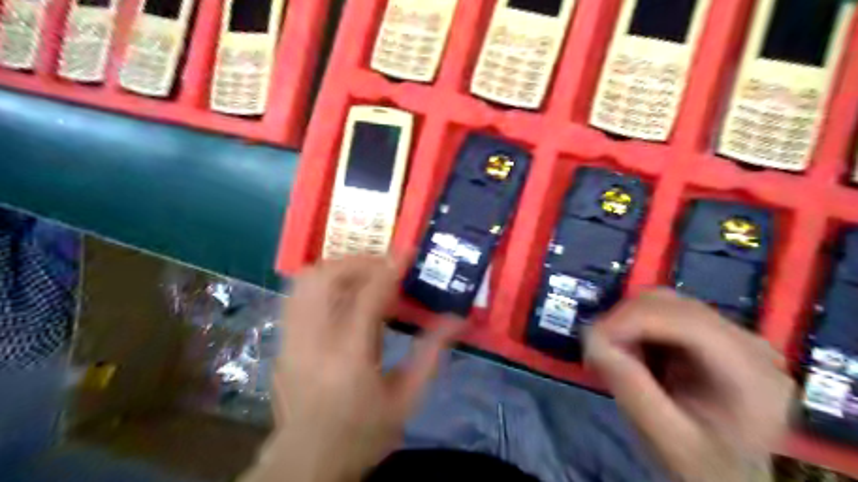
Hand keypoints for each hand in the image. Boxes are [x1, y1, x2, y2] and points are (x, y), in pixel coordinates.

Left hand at [244, 259, 462, 481]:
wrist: (307, 461)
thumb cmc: (363, 432)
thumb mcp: (407, 398)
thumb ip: (432, 354)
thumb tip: (458, 320)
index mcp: (350, 356)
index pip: (368, 295)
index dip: (390, 268)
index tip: (408, 252)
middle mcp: (313, 340)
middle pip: (327, 277)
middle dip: (360, 261)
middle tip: (385, 266)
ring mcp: (291, 339)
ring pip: (306, 280)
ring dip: (339, 268)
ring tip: (365, 275)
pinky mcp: (282, 341)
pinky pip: (297, 295)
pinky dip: (322, 283)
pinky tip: (342, 295)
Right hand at [587, 290, 792, 481]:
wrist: (731, 479)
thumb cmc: (704, 467)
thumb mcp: (666, 439)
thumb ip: (631, 389)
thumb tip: (591, 339)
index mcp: (751, 374)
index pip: (686, 322)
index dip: (632, 320)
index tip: (591, 338)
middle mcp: (750, 344)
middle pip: (673, 305)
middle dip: (626, 321)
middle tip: (600, 353)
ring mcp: (734, 335)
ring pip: (666, 303)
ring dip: (630, 323)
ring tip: (619, 357)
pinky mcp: (715, 334)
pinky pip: (666, 313)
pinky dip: (639, 327)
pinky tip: (636, 354)